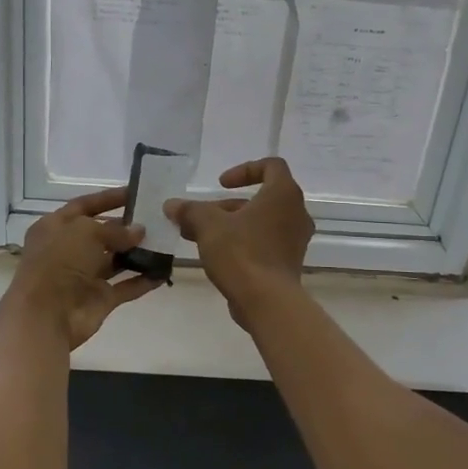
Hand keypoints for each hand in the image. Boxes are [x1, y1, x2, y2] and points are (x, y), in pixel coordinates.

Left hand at [0, 186, 160, 348]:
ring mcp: (84, 276)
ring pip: (115, 260)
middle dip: (127, 227)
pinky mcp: (99, 299)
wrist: (46, 315)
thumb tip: (138, 231)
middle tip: (157, 219)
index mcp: (55, 227)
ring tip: (165, 242)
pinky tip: (164, 271)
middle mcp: (68, 250)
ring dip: (138, 253)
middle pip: (101, 233)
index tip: (136, 193)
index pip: (84, 206)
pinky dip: (143, 280)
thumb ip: (115, 230)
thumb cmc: (59, 262)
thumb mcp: (85, 232)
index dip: (108, 199)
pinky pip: (126, 286)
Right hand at [164, 158, 312, 327]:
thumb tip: (171, 205)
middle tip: (200, 217)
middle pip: (261, 198)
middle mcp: (296, 213)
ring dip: (231, 225)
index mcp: (283, 194)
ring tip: (199, 237)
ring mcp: (295, 241)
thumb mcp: (208, 226)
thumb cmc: (242, 253)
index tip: (221, 184)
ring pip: (260, 223)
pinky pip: (264, 243)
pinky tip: (215, 256)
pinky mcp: (288, 263)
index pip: (271, 166)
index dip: (244, 170)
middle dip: (227, 205)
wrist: (267, 302)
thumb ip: (190, 211)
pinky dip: (242, 243)